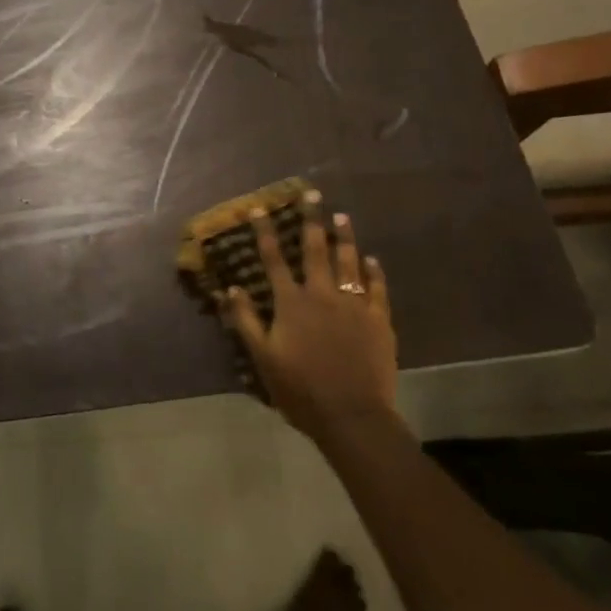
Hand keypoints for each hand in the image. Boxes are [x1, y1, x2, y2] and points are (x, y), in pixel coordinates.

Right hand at [218, 195, 398, 446]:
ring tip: (342, 216)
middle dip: (311, 219)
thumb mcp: (263, 358)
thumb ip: (247, 321)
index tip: (259, 209)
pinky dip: (373, 271)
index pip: (274, 259)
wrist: (352, 416)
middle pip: (315, 249)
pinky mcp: (379, 320)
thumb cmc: (301, 390)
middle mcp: (322, 294)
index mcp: (292, 303)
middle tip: (312, 194)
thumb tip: (231, 288)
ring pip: (349, 261)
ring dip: (344, 237)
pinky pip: (377, 288)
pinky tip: (372, 259)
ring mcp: (354, 305)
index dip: (265, 233)